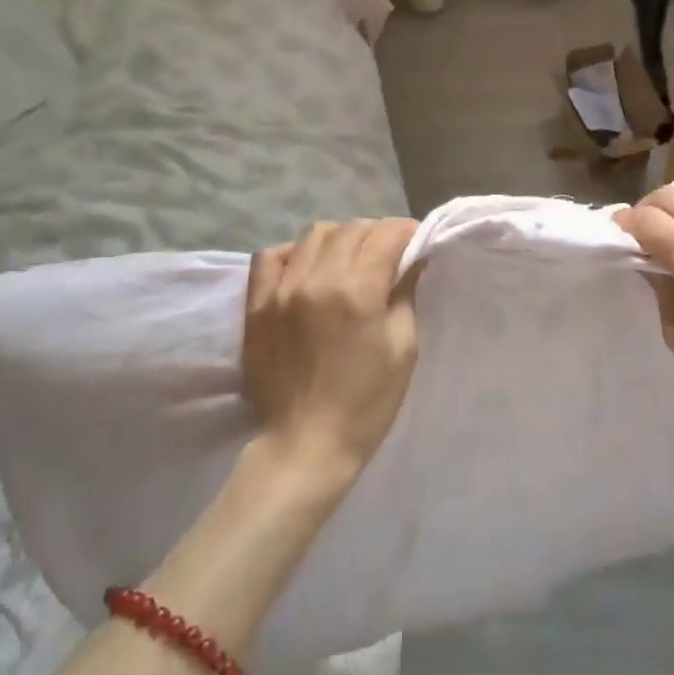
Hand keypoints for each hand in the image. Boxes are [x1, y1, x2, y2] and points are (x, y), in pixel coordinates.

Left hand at [242, 218, 421, 483]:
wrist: (305, 446)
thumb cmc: (366, 403)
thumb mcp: (403, 347)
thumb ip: (405, 293)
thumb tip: (411, 259)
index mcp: (357, 291)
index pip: (387, 234)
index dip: (408, 232)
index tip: (417, 243)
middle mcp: (316, 279)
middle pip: (353, 228)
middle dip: (378, 234)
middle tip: (389, 255)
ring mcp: (281, 289)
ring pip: (315, 234)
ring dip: (341, 239)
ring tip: (350, 260)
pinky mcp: (256, 304)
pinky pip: (271, 255)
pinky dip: (296, 253)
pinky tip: (309, 269)